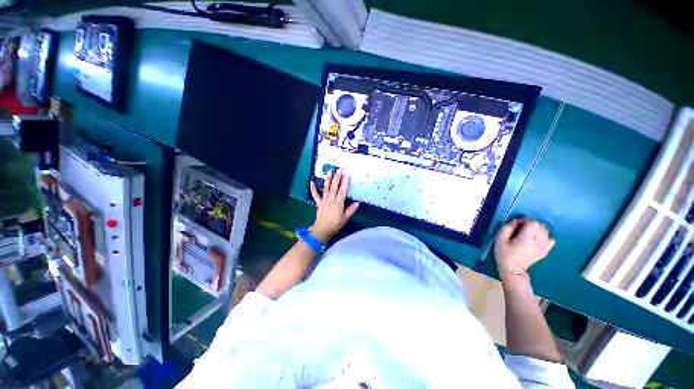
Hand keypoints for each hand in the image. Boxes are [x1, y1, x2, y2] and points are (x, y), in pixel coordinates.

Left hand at [309, 169, 359, 242]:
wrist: (322, 229)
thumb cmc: (335, 224)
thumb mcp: (345, 218)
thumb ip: (351, 210)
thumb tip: (357, 203)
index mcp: (338, 203)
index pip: (342, 191)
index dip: (345, 183)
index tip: (347, 175)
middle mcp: (330, 200)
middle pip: (334, 187)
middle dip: (337, 178)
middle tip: (339, 170)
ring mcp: (323, 200)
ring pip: (325, 188)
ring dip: (327, 179)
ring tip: (329, 171)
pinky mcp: (318, 203)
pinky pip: (315, 195)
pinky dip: (313, 188)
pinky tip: (311, 182)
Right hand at [494, 219, 554, 280]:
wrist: (513, 270)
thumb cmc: (504, 254)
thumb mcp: (500, 239)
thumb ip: (507, 228)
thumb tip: (515, 221)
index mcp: (527, 238)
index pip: (533, 223)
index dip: (525, 220)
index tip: (517, 224)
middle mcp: (538, 242)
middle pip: (540, 226)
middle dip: (531, 224)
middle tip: (520, 228)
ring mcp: (544, 247)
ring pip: (546, 232)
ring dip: (537, 229)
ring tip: (527, 233)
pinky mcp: (545, 251)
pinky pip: (550, 240)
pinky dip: (545, 236)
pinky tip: (536, 238)